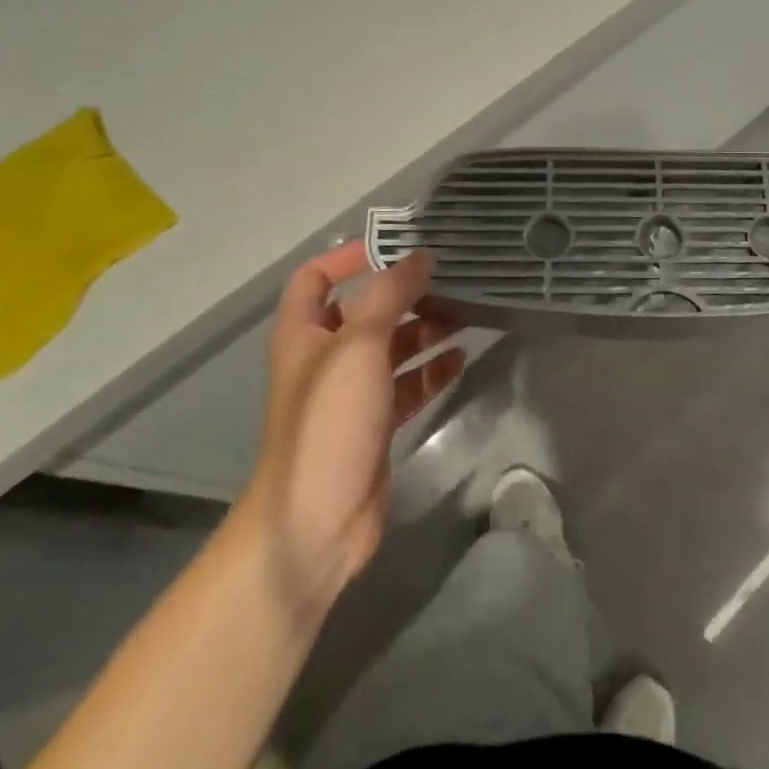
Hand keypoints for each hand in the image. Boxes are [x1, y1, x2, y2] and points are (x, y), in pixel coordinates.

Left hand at [241, 244, 465, 611]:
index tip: (396, 248)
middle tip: (449, 282)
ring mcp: (351, 393)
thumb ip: (390, 295)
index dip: (348, 257)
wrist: (316, 520)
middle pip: (364, 310)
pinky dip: (430, 371)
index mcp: (304, 333)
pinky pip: (407, 385)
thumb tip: (421, 255)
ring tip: (464, 317)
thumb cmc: (329, 422)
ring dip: (424, 331)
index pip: (316, 277)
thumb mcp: (358, 346)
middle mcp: (325, 357)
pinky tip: (460, 360)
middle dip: (403, 294)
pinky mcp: (376, 423)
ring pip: (391, 348)